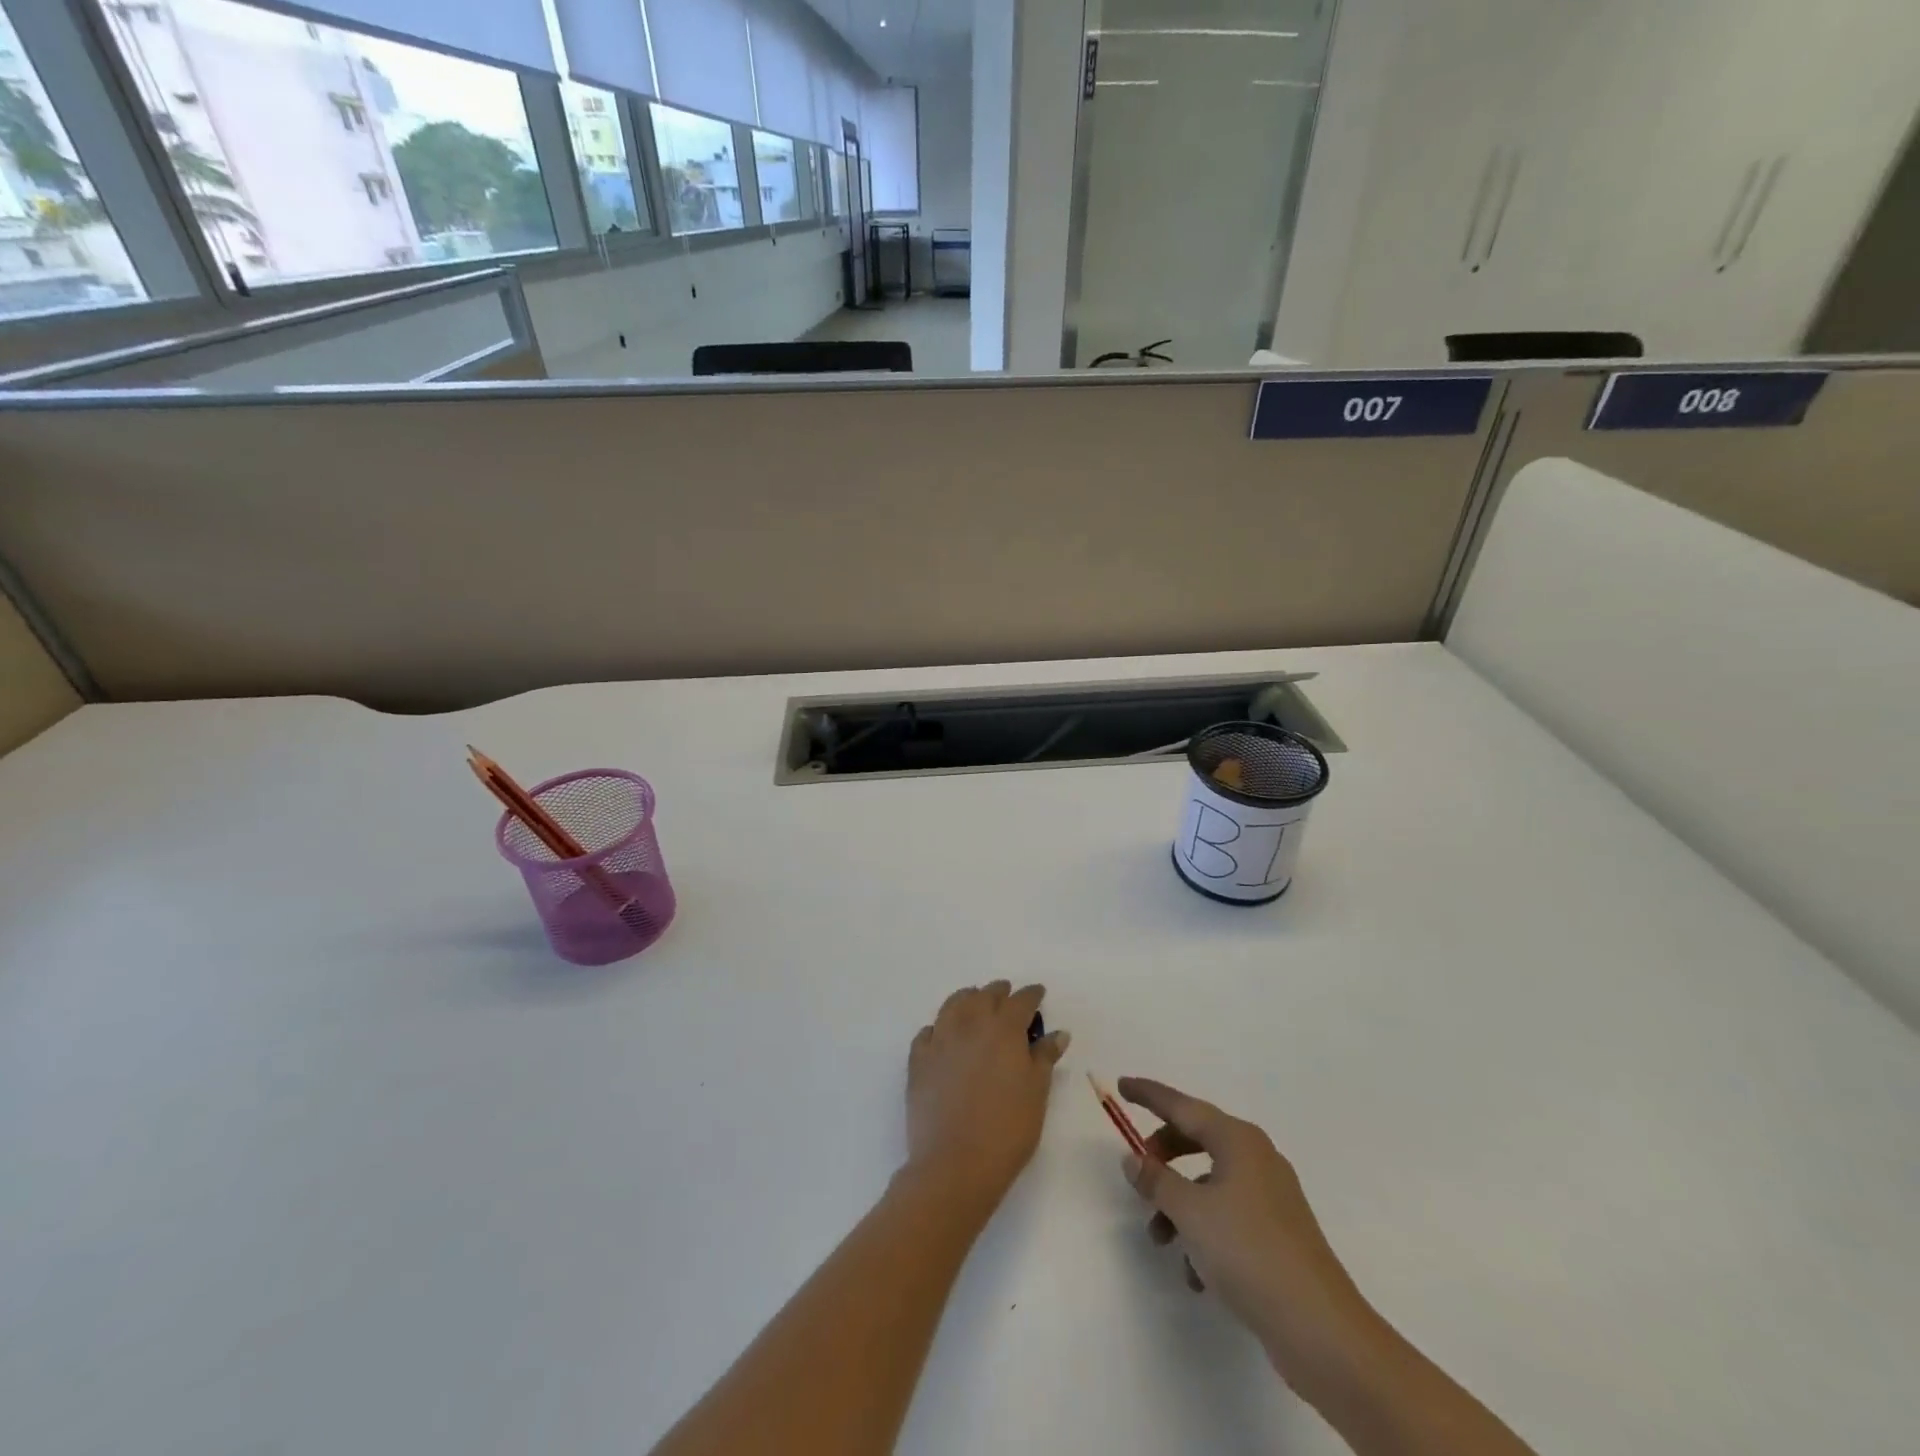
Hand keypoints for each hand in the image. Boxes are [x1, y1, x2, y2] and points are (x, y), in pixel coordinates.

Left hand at [905, 982, 1069, 1207]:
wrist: (955, 1163)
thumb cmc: (1007, 1129)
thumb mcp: (1037, 1093)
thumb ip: (1045, 1057)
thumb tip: (1057, 1033)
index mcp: (1004, 1029)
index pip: (1021, 1001)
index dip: (1031, 995)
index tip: (1038, 993)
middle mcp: (970, 1024)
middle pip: (985, 996)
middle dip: (999, 993)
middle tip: (1008, 997)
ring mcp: (940, 1039)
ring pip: (954, 1005)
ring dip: (968, 999)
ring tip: (975, 1003)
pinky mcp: (918, 1060)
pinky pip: (928, 1032)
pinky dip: (939, 1027)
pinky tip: (943, 1035)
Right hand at [1118, 1077, 1381, 1401]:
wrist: (1321, 1330)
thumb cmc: (1249, 1253)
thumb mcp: (1190, 1212)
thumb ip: (1156, 1180)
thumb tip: (1133, 1158)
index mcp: (1238, 1140)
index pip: (1182, 1105)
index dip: (1149, 1095)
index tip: (1121, 1085)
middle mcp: (1257, 1159)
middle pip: (1196, 1140)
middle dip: (1163, 1157)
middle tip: (1138, 1173)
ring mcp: (1270, 1197)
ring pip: (1209, 1184)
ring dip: (1178, 1205)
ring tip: (1160, 1240)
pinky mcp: (1277, 1234)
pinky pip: (1228, 1217)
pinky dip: (1204, 1235)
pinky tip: (1196, 1275)